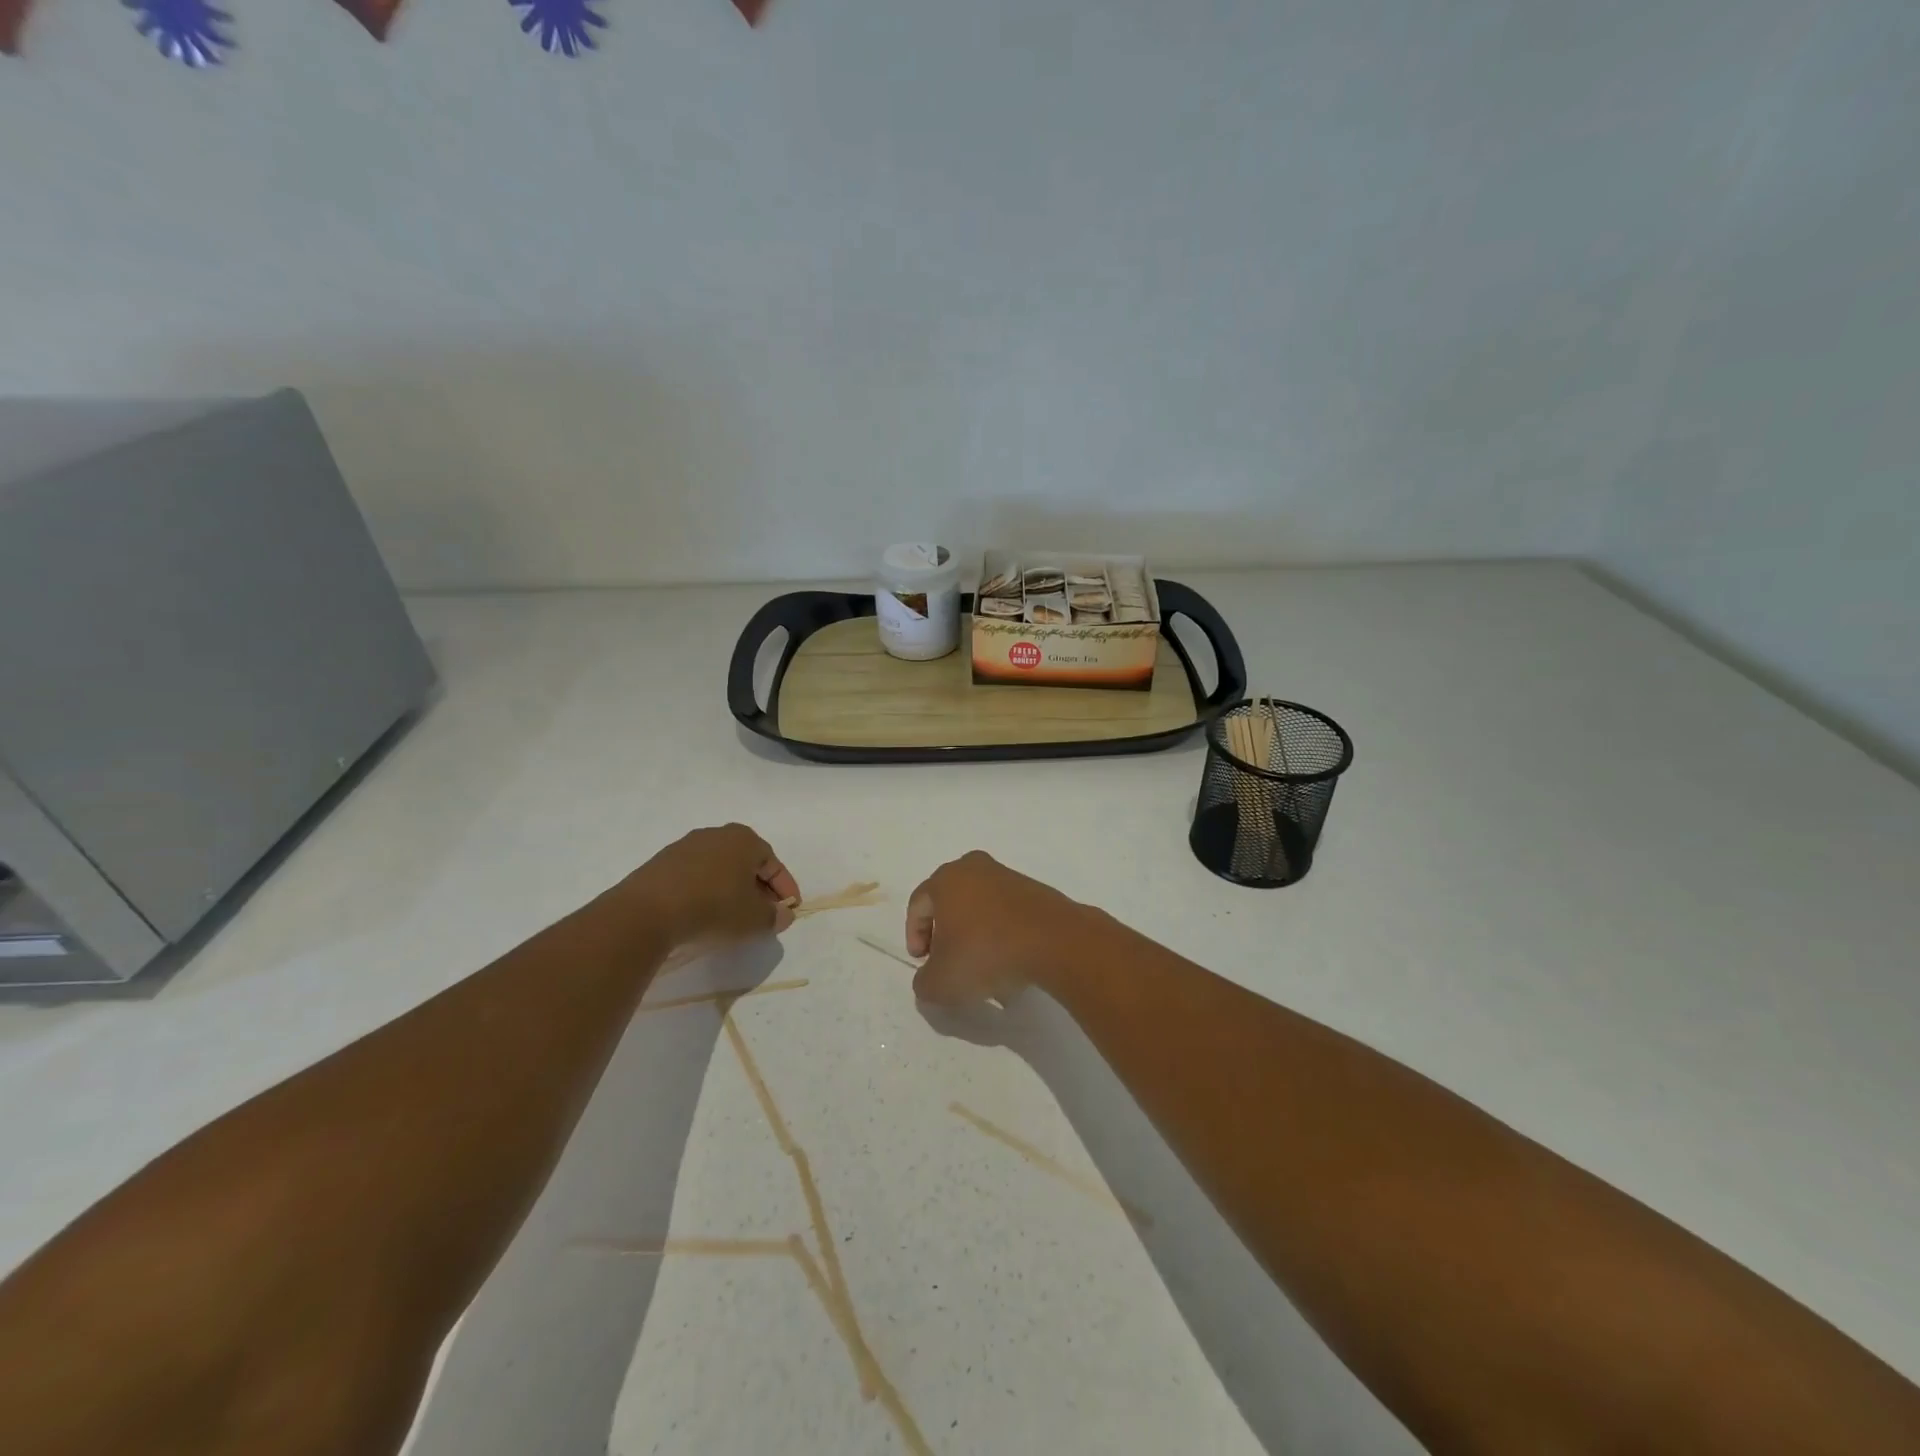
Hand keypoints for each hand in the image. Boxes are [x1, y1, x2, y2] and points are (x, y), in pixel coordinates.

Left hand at [627, 824, 799, 948]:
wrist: (647, 913)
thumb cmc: (713, 907)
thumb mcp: (754, 919)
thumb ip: (774, 917)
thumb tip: (783, 915)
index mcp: (744, 839)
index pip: (774, 864)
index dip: (785, 889)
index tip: (789, 911)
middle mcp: (717, 834)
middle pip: (747, 863)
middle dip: (758, 889)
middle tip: (763, 914)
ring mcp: (686, 846)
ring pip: (720, 869)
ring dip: (731, 890)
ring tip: (733, 917)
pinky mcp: (662, 864)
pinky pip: (695, 876)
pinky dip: (706, 892)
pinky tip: (703, 913)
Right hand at [904, 851, 1088, 1007]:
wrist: (1053, 941)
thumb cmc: (985, 953)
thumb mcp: (941, 982)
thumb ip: (924, 983)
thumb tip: (928, 979)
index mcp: (946, 879)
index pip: (918, 905)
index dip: (914, 936)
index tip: (923, 962)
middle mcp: (974, 868)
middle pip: (950, 902)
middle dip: (945, 933)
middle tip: (948, 961)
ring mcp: (1008, 877)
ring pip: (980, 908)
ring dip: (975, 935)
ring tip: (982, 969)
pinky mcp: (1034, 891)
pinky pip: (1006, 913)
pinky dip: (1001, 934)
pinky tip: (1008, 962)